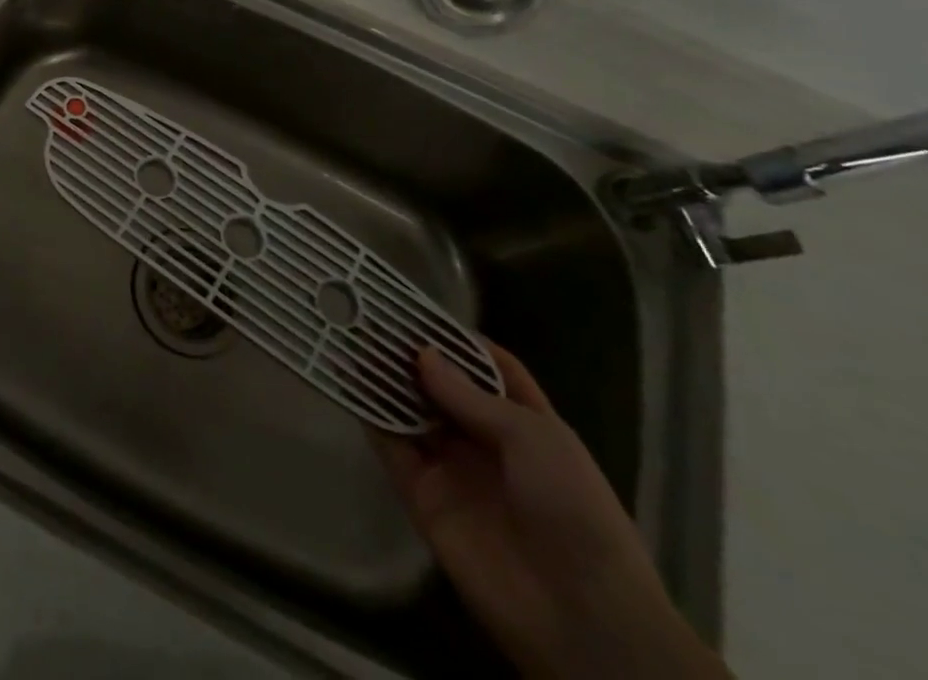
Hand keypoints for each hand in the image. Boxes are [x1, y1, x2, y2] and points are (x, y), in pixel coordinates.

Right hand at [374, 343, 727, 679]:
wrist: (580, 617)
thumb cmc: (574, 511)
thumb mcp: (533, 439)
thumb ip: (471, 396)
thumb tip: (420, 354)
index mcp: (526, 423)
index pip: (489, 369)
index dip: (457, 339)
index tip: (417, 310)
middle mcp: (485, 440)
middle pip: (441, 386)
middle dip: (409, 355)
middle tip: (367, 318)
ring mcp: (452, 468)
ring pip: (409, 411)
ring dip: (383, 380)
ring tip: (348, 339)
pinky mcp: (422, 495)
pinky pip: (391, 448)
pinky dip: (369, 418)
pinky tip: (348, 385)